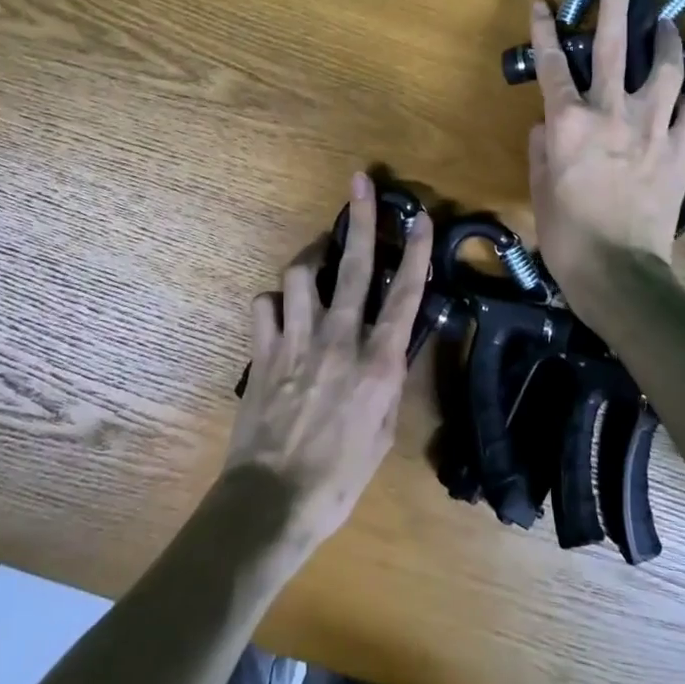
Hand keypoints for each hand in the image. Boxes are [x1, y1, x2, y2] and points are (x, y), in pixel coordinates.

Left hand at [223, 171, 433, 558]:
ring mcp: (298, 340)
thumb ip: (387, 381)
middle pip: (355, 265)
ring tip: (315, 266)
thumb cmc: (339, 477)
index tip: (421, 218)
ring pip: (301, 273)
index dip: (417, 252)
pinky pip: (264, 304)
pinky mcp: (263, 349)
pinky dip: (273, 303)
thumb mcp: (383, 433)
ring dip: (310, 263)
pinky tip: (279, 314)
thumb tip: (391, 348)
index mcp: (378, 362)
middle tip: (361, 182)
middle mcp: (340, 339)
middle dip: (361, 219)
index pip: (406, 295)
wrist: (273, 501)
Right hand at [526, 0, 684, 298]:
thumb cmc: (567, 232)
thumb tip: (549, 122)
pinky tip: (684, 101)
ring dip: (665, 41)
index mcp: (569, 121)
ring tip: (667, 25)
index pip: (551, 63)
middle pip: (612, 45)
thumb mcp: (539, 186)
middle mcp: (611, 112)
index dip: (544, 29)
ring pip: (664, 69)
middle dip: (615, 4)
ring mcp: (652, 128)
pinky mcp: (681, 150)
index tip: (542, 2)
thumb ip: (543, 146)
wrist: (619, 272)